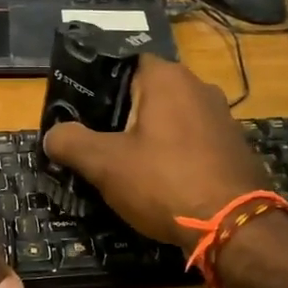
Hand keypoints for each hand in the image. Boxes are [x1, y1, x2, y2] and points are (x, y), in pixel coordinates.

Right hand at [42, 55, 268, 249]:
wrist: (234, 226)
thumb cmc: (164, 182)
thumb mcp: (105, 164)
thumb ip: (71, 143)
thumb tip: (52, 135)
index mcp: (166, 77)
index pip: (124, 62)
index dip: (99, 84)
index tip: (81, 110)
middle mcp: (198, 86)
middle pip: (148, 91)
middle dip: (123, 113)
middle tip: (98, 141)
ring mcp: (221, 115)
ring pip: (172, 116)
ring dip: (150, 135)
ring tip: (127, 163)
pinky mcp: (234, 144)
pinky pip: (193, 139)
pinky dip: (175, 152)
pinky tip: (162, 179)